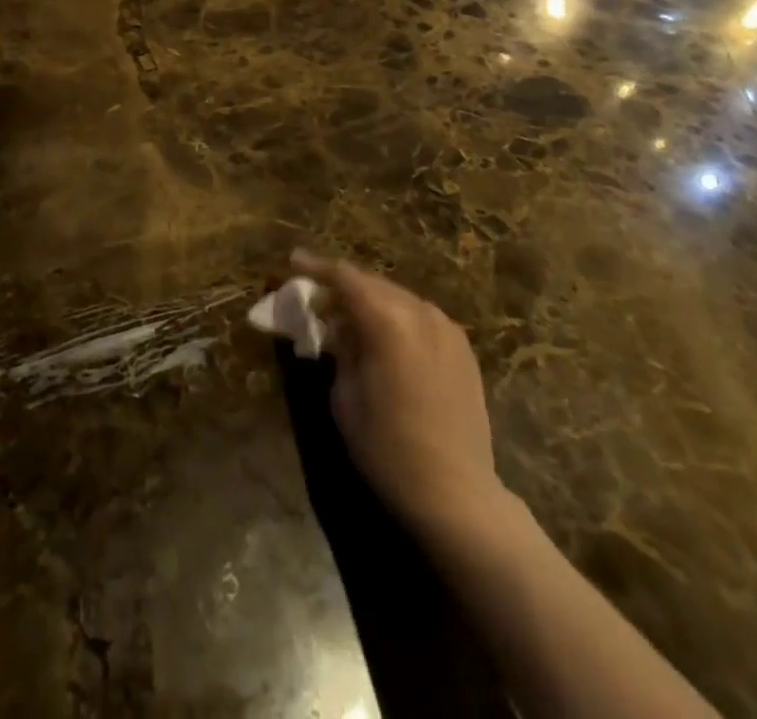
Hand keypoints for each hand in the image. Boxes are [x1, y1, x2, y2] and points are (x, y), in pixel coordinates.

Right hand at [291, 251, 509, 546]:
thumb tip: (336, 326)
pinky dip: (396, 317)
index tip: (294, 263)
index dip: (316, 267)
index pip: (344, 277)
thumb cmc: (387, 447)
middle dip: (342, 286)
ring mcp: (446, 328)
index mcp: (387, 320)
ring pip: (398, 298)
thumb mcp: (344, 395)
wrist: (455, 493)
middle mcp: (419, 312)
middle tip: (316, 297)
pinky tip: (385, 337)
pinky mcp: (462, 348)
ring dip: (371, 301)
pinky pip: (420, 317)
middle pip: (372, 283)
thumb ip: (339, 348)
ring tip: (349, 318)